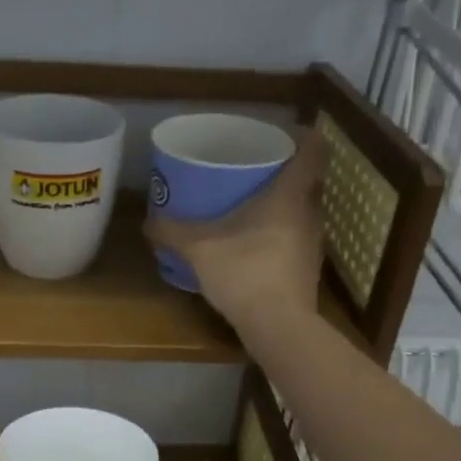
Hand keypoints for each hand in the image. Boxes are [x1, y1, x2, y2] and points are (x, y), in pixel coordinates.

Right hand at [145, 127, 327, 332]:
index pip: (313, 151)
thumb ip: (172, 232)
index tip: (284, 134)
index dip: (303, 136)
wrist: (278, 325)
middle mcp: (309, 213)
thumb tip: (147, 223)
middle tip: (255, 169)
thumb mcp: (198, 248)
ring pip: (303, 211)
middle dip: (285, 172)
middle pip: (308, 180)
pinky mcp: (308, 269)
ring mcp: (313, 243)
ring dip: (283, 205)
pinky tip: (255, 244)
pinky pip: (296, 238)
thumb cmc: (244, 271)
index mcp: (289, 195)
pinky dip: (280, 233)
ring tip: (252, 204)